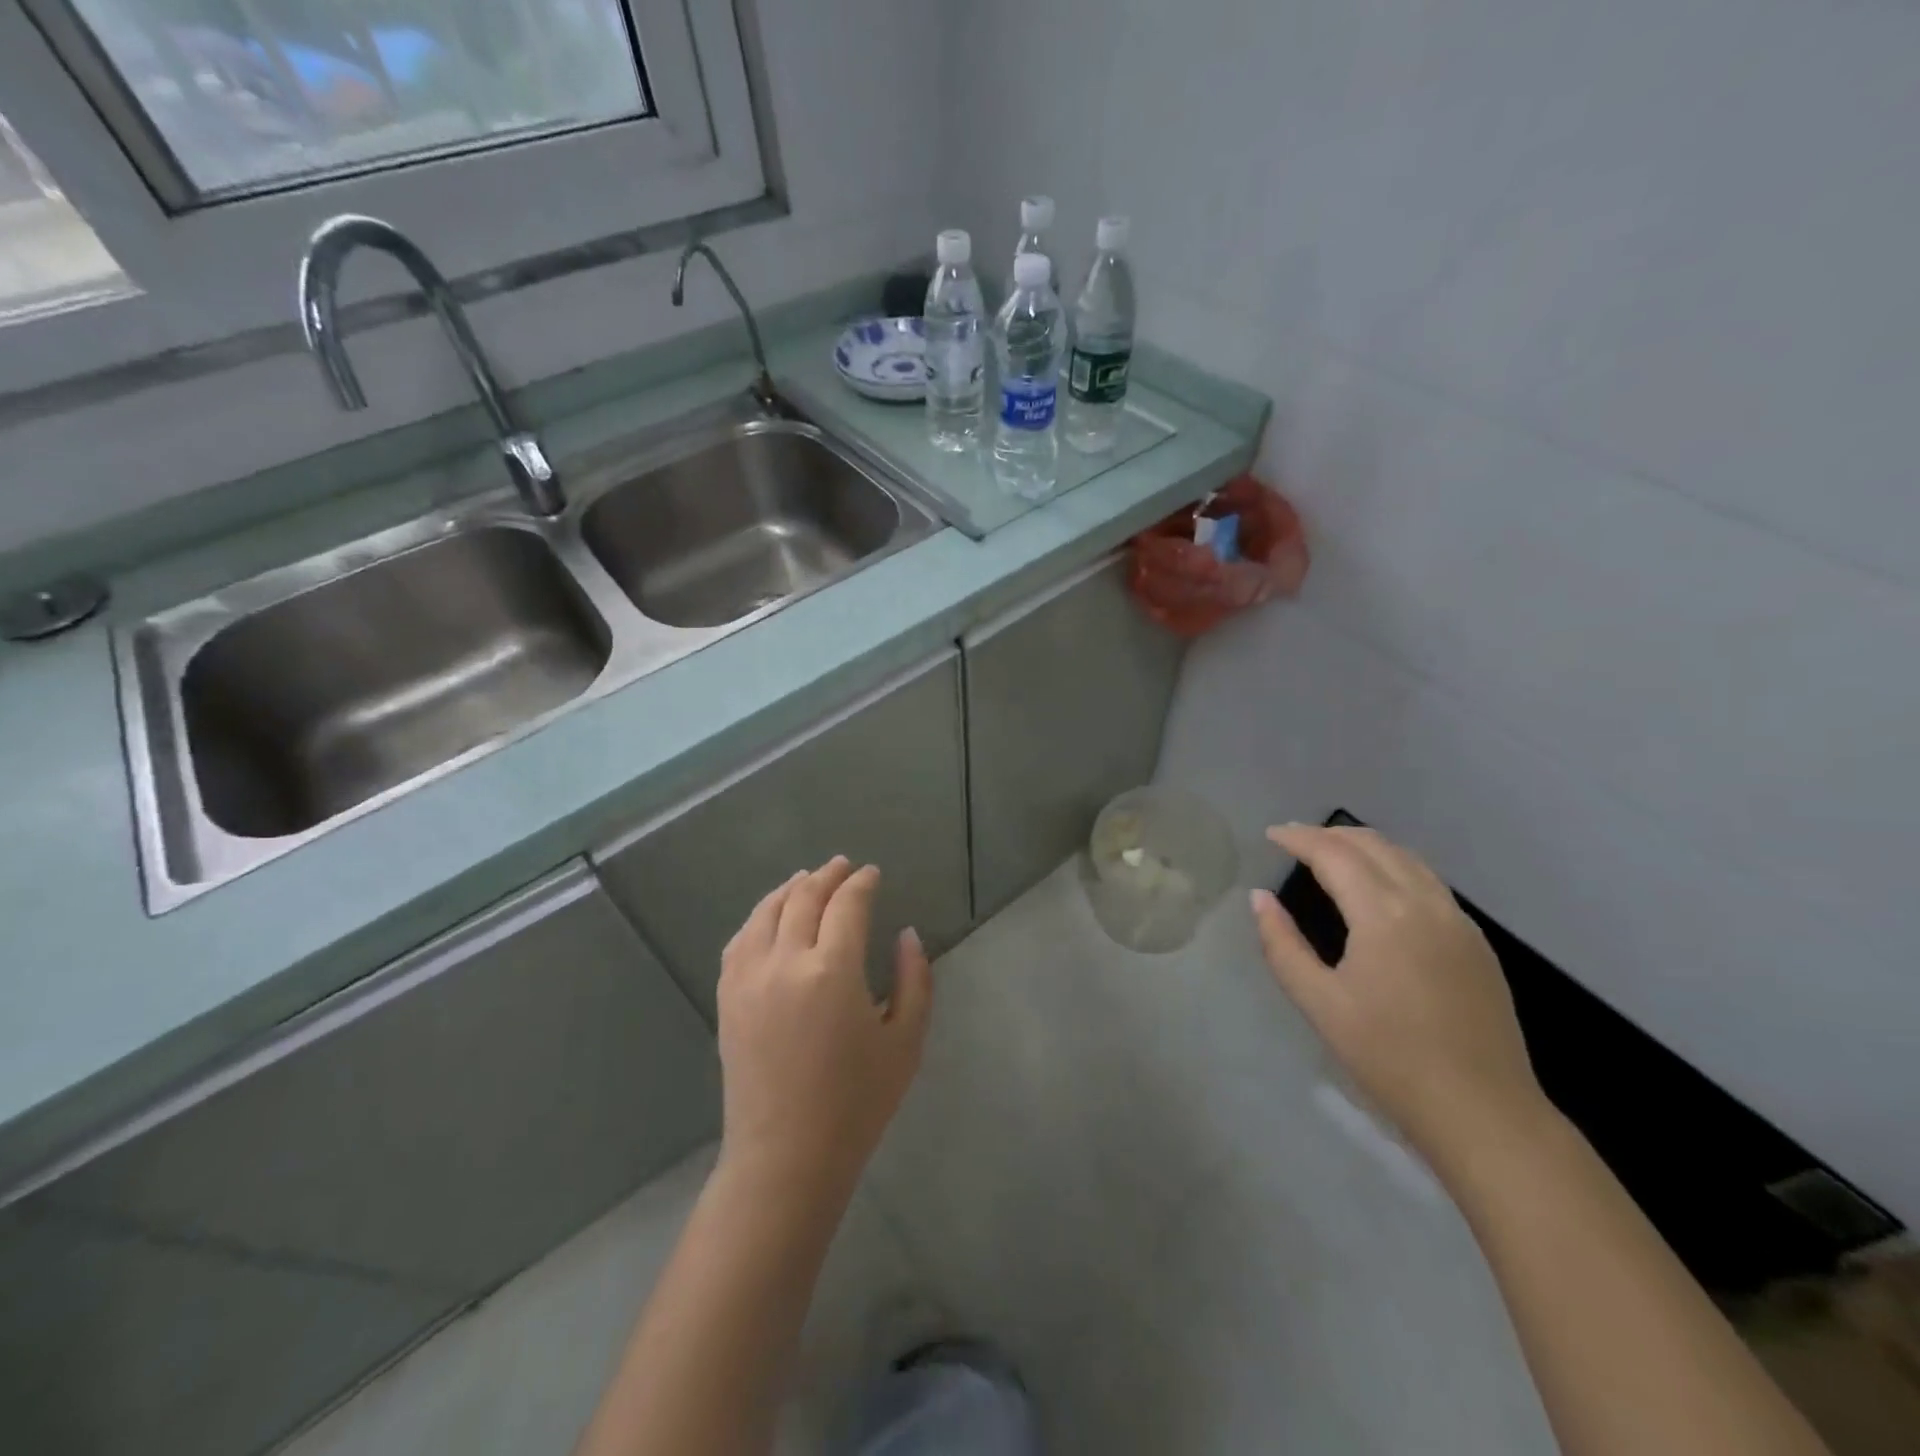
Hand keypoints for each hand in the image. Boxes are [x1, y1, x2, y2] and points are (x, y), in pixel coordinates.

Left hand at [715, 857, 932, 1202]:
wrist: (786, 1156)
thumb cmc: (857, 1102)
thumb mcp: (906, 1040)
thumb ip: (914, 979)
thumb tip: (906, 934)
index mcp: (833, 970)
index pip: (847, 904)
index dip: (862, 883)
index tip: (873, 874)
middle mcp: (785, 961)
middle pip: (804, 898)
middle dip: (827, 875)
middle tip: (844, 866)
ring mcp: (748, 978)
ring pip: (767, 911)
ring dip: (790, 888)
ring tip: (807, 878)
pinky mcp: (728, 997)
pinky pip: (740, 940)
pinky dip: (758, 917)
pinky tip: (770, 916)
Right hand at [1250, 825, 1549, 1169]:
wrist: (1481, 1110)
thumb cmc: (1388, 1057)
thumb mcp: (1318, 1002)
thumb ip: (1281, 944)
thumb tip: (1259, 898)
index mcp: (1384, 914)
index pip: (1335, 854)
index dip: (1299, 838)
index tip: (1271, 834)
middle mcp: (1426, 903)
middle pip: (1374, 846)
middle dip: (1329, 834)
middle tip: (1294, 840)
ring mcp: (1458, 921)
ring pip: (1407, 858)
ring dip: (1365, 846)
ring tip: (1331, 853)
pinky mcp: (1476, 943)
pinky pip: (1429, 882)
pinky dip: (1394, 866)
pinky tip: (1378, 887)